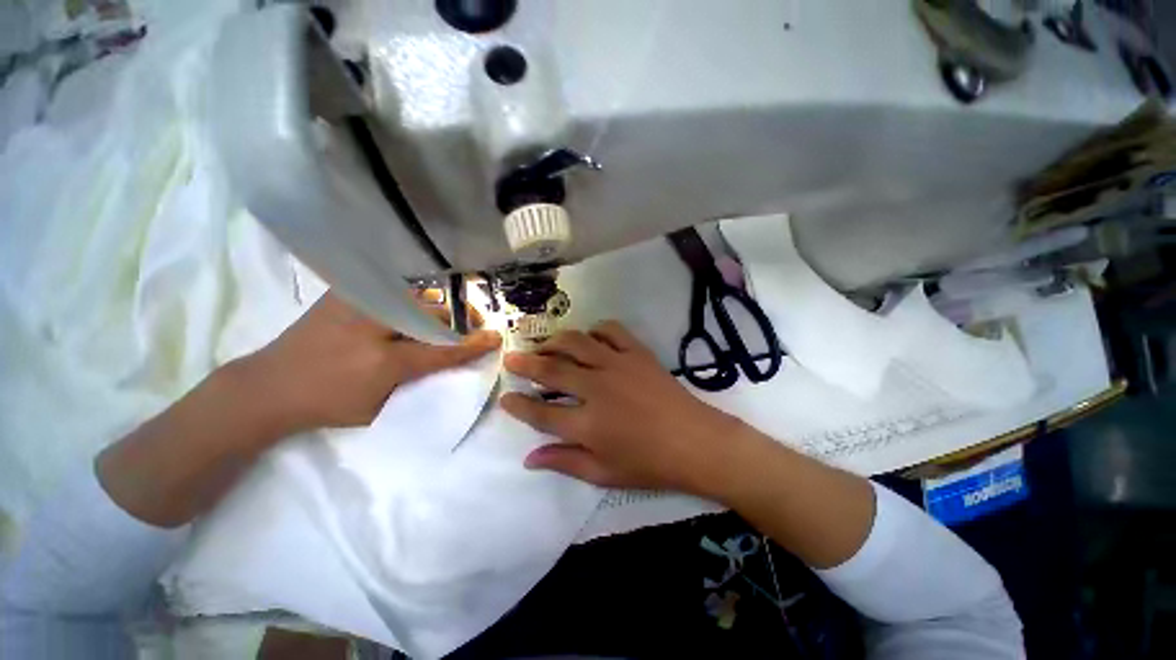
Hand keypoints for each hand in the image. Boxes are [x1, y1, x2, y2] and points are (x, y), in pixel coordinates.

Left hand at [241, 292, 499, 432]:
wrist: (268, 386)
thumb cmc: (327, 405)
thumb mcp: (379, 407)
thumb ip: (417, 383)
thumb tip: (448, 363)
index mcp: (385, 362)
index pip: (443, 350)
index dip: (473, 344)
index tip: (495, 337)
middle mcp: (374, 326)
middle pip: (435, 314)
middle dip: (460, 319)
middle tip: (471, 326)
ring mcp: (358, 304)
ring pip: (418, 296)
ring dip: (439, 307)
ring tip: (446, 317)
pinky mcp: (345, 293)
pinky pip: (393, 289)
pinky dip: (412, 296)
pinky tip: (415, 306)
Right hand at [499, 321, 742, 493]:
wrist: (696, 442)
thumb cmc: (650, 464)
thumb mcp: (604, 473)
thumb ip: (565, 462)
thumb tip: (529, 459)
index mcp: (587, 424)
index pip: (540, 413)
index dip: (518, 405)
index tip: (505, 397)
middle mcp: (597, 389)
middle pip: (552, 370)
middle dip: (526, 363)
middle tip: (512, 358)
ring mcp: (618, 365)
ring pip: (576, 342)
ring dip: (555, 341)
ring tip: (545, 345)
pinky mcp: (637, 353)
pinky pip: (611, 330)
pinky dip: (595, 329)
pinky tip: (589, 337)